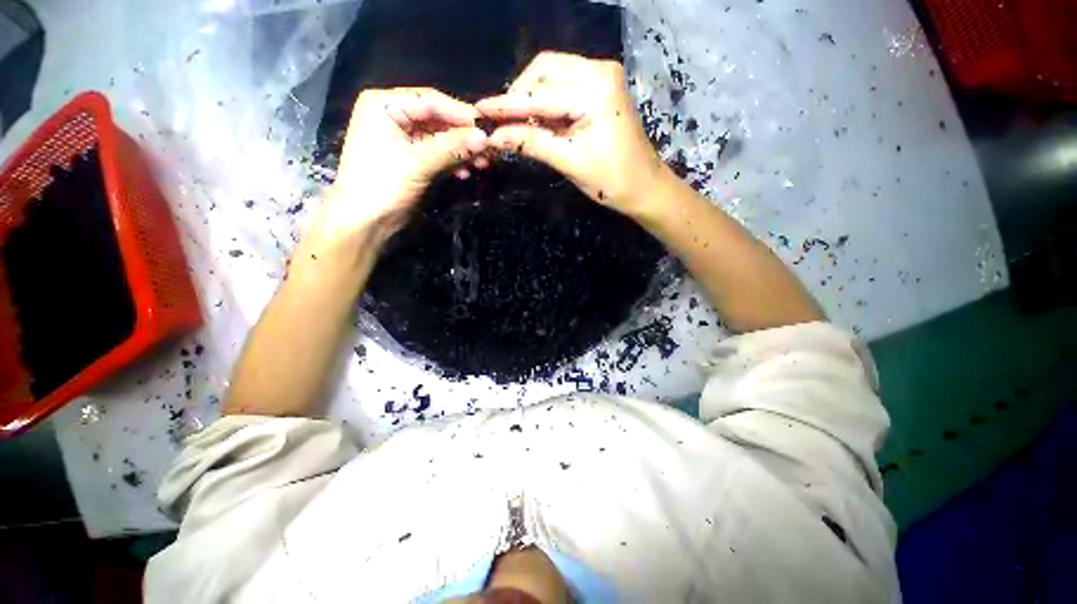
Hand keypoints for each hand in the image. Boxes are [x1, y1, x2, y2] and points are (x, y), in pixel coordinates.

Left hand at [316, 88, 488, 245]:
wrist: (365, 221)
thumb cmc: (383, 185)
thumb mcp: (419, 163)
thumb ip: (453, 147)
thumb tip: (485, 137)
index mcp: (385, 105)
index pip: (431, 101)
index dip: (460, 114)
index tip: (487, 128)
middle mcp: (393, 116)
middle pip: (437, 119)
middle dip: (463, 136)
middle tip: (488, 150)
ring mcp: (402, 139)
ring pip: (440, 138)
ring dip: (461, 151)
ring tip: (482, 164)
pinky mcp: (410, 159)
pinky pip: (436, 154)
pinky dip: (452, 162)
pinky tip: (466, 172)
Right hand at [477, 52, 664, 216]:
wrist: (644, 187)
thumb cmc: (612, 181)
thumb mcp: (569, 162)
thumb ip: (531, 144)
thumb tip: (494, 137)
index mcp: (594, 89)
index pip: (540, 94)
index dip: (507, 105)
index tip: (480, 111)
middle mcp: (598, 71)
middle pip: (544, 70)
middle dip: (520, 96)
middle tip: (502, 123)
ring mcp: (601, 76)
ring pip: (552, 75)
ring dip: (531, 98)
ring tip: (516, 124)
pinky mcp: (600, 88)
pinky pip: (564, 86)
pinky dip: (546, 102)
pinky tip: (536, 121)